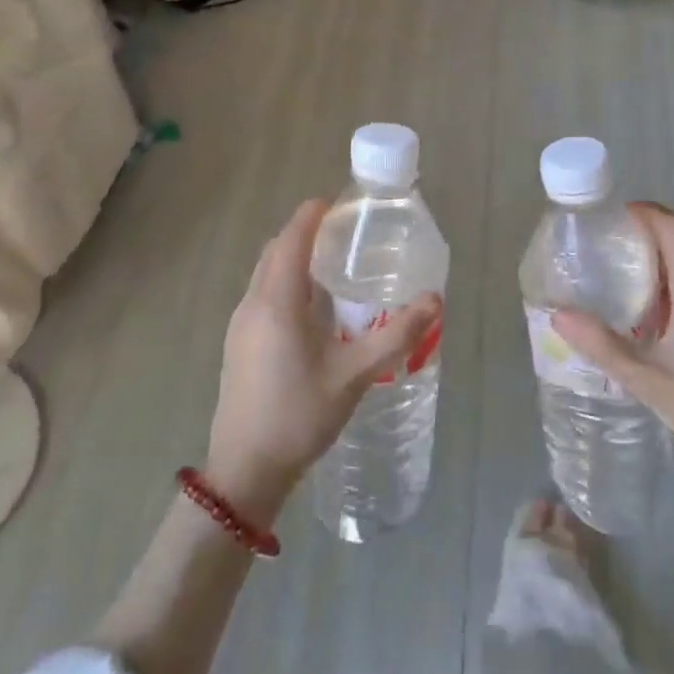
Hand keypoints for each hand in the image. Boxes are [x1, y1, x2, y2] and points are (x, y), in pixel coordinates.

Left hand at [205, 199, 440, 524]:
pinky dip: (284, 282)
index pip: (292, 238)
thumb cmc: (299, 415)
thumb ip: (396, 335)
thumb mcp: (355, 374)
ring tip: (332, 265)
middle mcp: (253, 303)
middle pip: (276, 250)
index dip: (313, 215)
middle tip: (343, 233)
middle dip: (304, 232)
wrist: (245, 470)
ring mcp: (240, 323)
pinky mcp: (238, 343)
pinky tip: (311, 309)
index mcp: (277, 300)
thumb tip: (434, 301)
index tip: (338, 204)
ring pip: (265, 273)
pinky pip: (262, 294)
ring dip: (292, 258)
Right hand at [550, 203, 673, 515]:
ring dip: (651, 275)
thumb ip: (604, 347)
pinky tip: (646, 332)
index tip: (611, 215)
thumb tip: (558, 314)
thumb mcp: (652, 383)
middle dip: (638, 243)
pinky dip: (666, 299)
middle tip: (597, 257)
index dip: (645, 211)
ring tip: (612, 294)